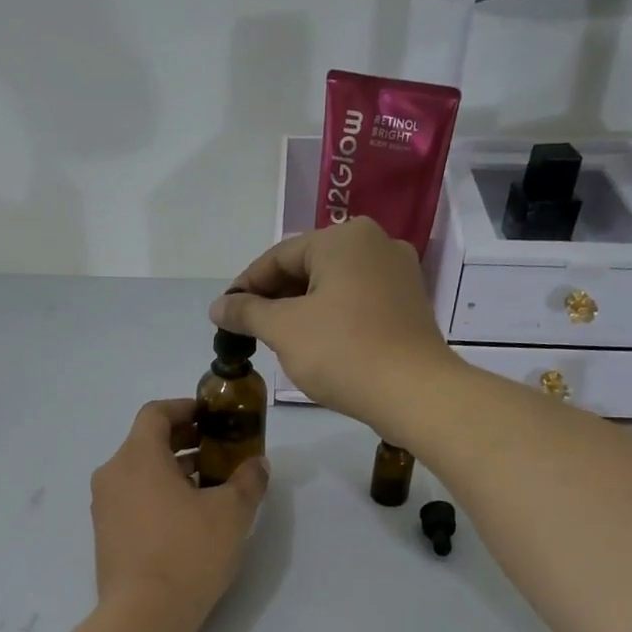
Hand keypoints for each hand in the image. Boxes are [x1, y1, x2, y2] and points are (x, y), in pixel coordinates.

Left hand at [91, 399, 267, 628]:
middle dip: (185, 440)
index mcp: (137, 457)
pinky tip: (188, 517)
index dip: (185, 408)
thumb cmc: (188, 552)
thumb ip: (247, 481)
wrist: (144, 615)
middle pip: (147, 442)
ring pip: (140, 473)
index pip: (155, 413)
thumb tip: (257, 464)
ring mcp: (105, 507)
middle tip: (219, 449)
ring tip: (211, 485)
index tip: (212, 416)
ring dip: (174, 470)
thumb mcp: (231, 513)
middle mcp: (113, 475)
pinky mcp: (106, 535)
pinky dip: (158, 494)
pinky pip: (133, 499)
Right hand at [208, 219, 455, 434]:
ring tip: (276, 339)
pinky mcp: (409, 303)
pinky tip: (315, 343)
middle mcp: (375, 243)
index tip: (224, 314)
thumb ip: (247, 312)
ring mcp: (398, 273)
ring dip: (300, 309)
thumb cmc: (342, 351)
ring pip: (333, 285)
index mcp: (344, 238)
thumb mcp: (284, 330)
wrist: (414, 393)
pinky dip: (330, 316)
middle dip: (274, 298)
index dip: (246, 286)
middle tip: (248, 329)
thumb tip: (218, 306)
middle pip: (308, 267)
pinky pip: (357, 301)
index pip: (279, 256)